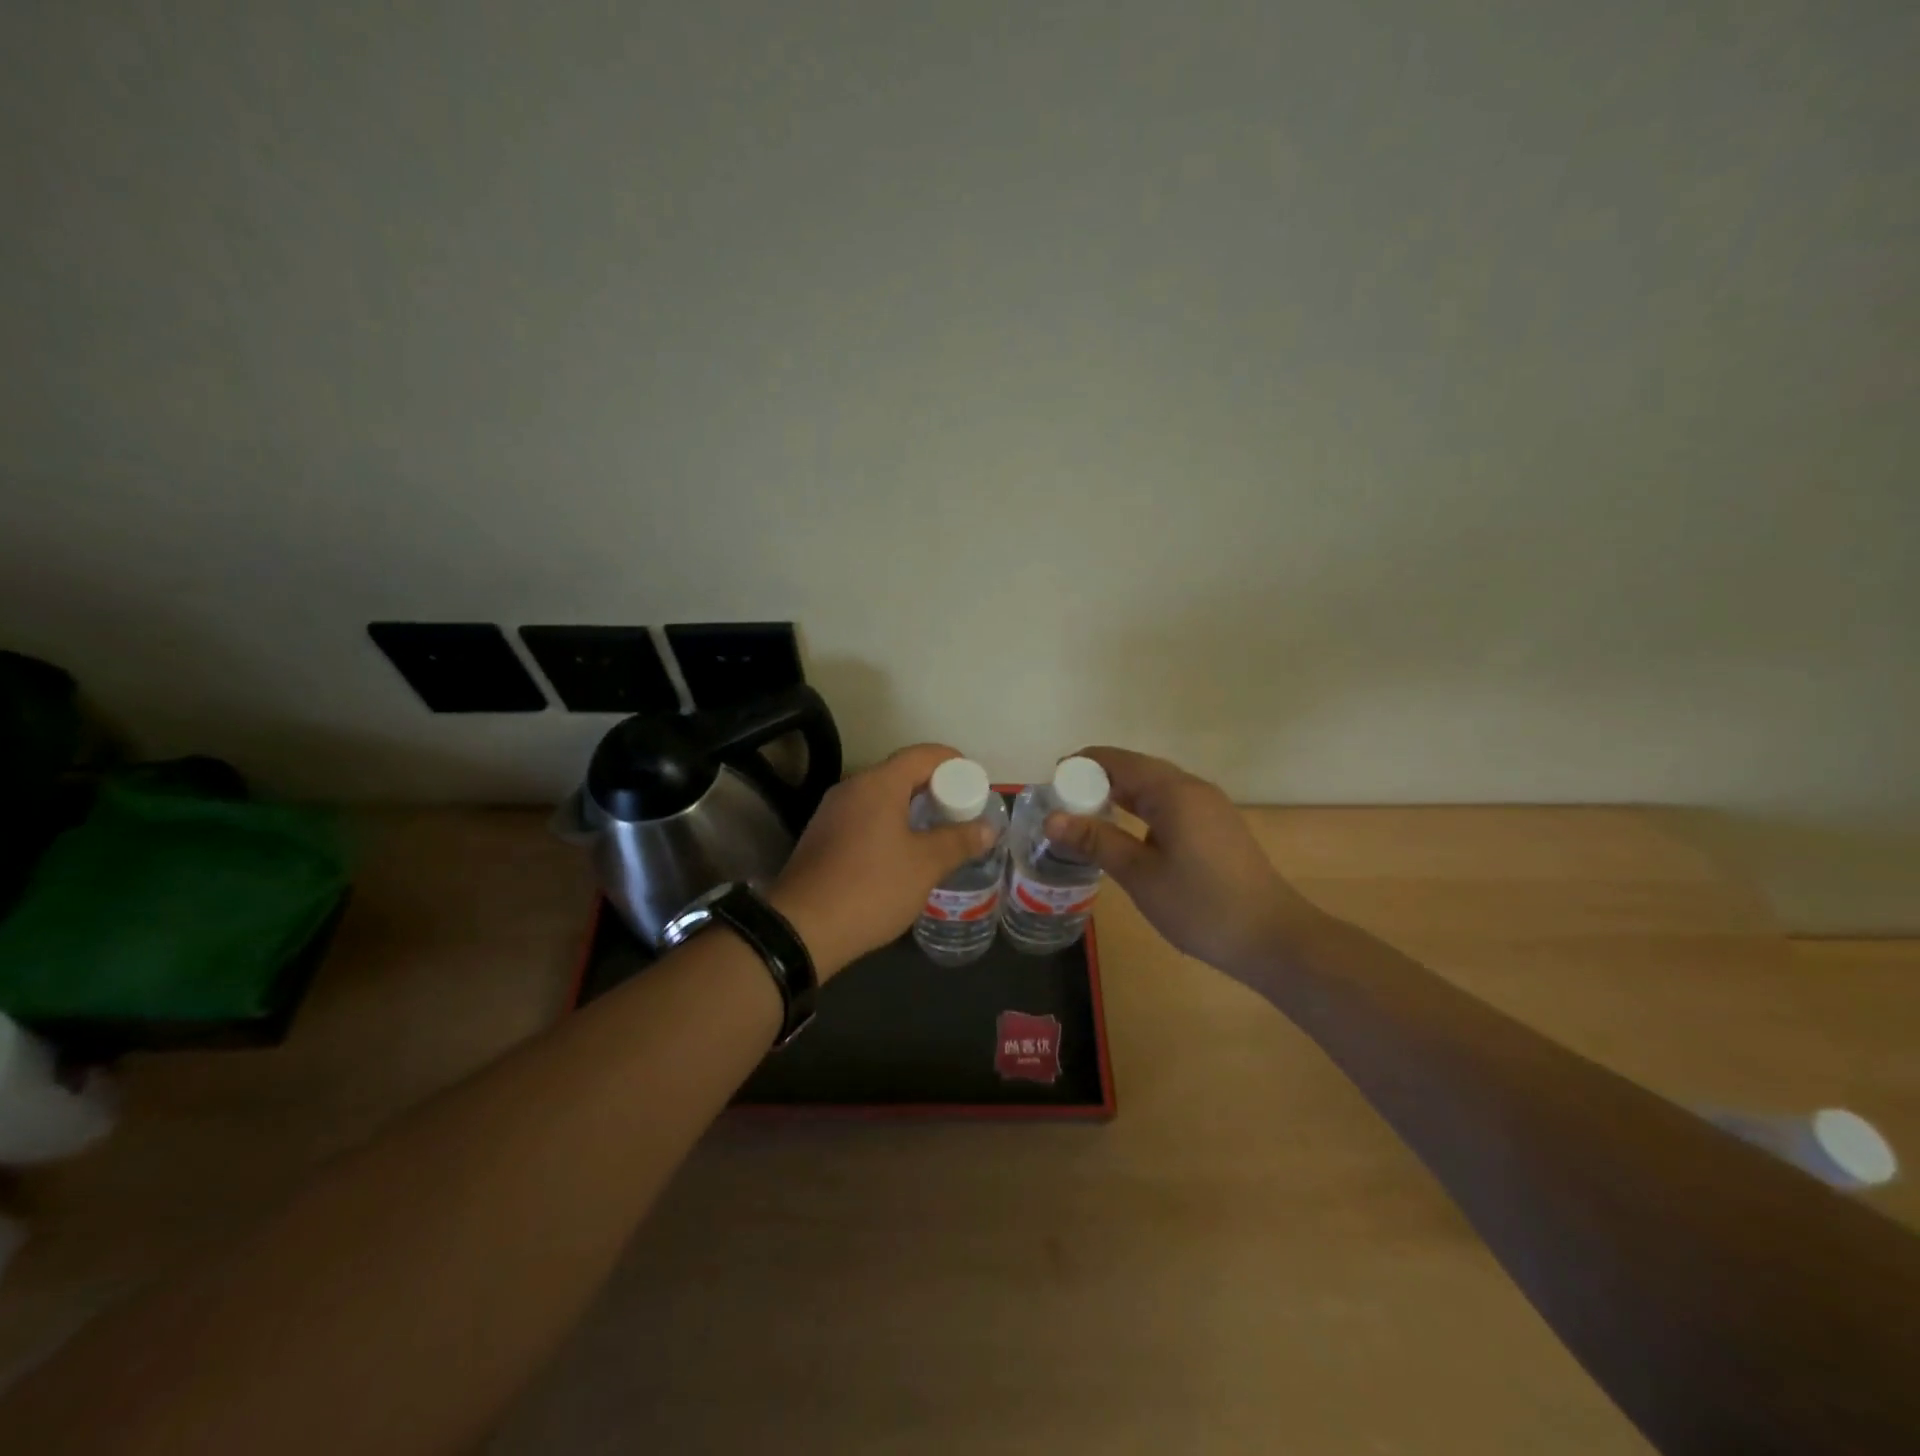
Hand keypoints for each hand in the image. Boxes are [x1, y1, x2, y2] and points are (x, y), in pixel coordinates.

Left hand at [770, 744, 996, 978]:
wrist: (801, 929)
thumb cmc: (871, 887)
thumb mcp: (925, 865)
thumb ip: (959, 841)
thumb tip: (987, 828)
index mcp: (878, 784)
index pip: (923, 755)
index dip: (955, 763)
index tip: (977, 784)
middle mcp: (851, 788)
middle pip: (901, 773)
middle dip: (935, 788)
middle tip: (962, 812)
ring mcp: (832, 812)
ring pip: (881, 797)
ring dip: (911, 808)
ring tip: (937, 833)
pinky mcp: (821, 837)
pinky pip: (864, 817)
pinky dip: (889, 824)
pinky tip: (902, 853)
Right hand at [1041, 747, 1320, 977]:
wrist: (1273, 939)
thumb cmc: (1201, 905)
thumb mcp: (1139, 874)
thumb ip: (1096, 841)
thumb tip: (1051, 818)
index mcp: (1173, 791)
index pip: (1118, 760)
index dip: (1081, 766)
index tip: (1051, 783)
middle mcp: (1193, 788)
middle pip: (1136, 769)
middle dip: (1097, 779)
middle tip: (1062, 803)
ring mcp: (1209, 807)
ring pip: (1154, 787)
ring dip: (1120, 795)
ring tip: (1086, 816)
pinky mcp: (1216, 827)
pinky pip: (1170, 804)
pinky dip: (1141, 810)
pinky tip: (1126, 833)